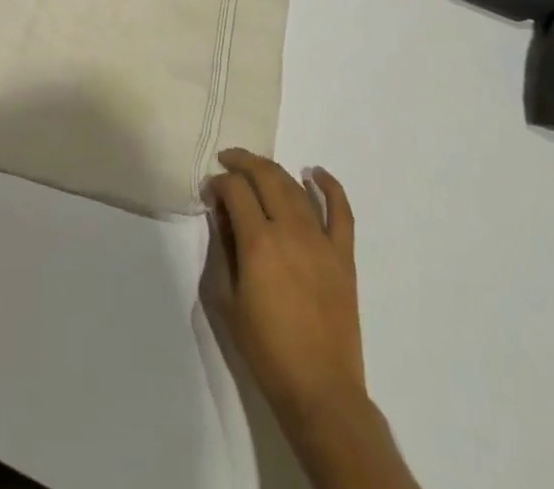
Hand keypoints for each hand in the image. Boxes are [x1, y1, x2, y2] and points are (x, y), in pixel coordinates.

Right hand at [203, 148, 363, 419]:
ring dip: (273, 170)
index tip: (209, 192)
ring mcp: (321, 242)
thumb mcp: (227, 299)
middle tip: (227, 162)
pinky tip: (315, 173)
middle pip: (265, 177)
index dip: (218, 183)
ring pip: (295, 188)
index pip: (235, 189)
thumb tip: (220, 215)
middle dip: (242, 162)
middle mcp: (290, 231)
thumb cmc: (266, 349)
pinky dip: (330, 187)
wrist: (320, 390)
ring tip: (257, 168)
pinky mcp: (344, 257)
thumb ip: (222, 250)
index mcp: (258, 243)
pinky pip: (341, 212)